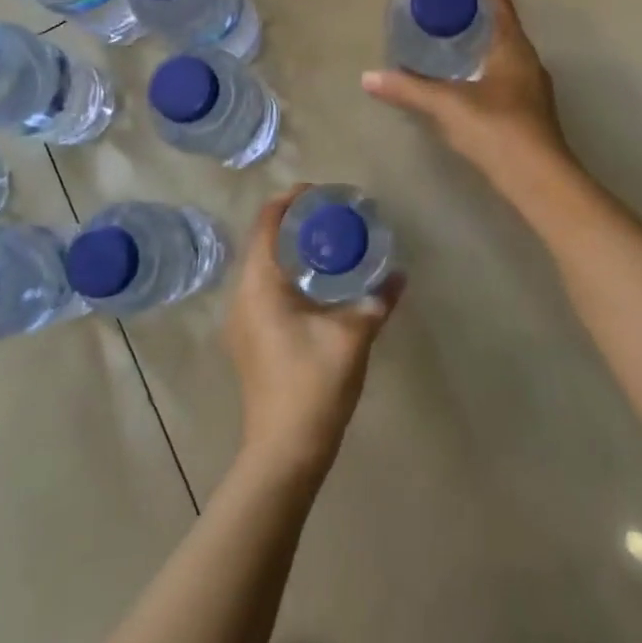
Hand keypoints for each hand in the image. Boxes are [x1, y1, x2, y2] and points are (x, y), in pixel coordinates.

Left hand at [222, 190, 401, 480]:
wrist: (284, 450)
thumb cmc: (313, 385)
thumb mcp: (352, 337)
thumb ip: (376, 301)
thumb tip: (400, 275)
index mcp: (259, 284)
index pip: (266, 222)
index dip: (290, 200)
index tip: (321, 192)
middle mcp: (241, 294)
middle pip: (262, 241)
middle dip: (294, 223)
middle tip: (332, 216)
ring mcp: (241, 319)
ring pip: (263, 266)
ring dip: (290, 249)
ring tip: (328, 243)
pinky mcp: (248, 337)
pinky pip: (264, 288)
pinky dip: (287, 274)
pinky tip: (317, 284)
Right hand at [362, 0, 568, 184]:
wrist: (538, 181)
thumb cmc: (496, 129)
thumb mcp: (446, 105)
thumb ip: (408, 89)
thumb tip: (368, 77)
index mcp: (513, 48)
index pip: (500, 6)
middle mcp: (528, 64)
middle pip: (503, 30)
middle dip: (478, 19)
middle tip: (445, 11)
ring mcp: (532, 91)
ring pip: (505, 58)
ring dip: (482, 49)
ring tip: (450, 46)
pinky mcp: (529, 115)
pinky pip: (504, 81)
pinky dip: (485, 74)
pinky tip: (466, 87)